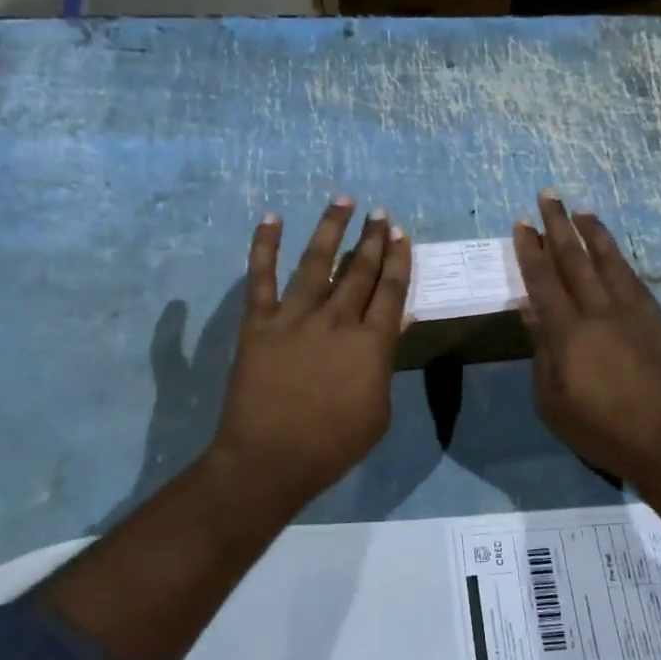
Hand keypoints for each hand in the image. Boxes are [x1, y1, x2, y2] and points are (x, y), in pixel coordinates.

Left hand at [211, 198, 411, 510]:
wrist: (271, 459)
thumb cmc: (333, 444)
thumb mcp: (379, 410)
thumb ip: (386, 364)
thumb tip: (398, 324)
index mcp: (371, 344)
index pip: (391, 291)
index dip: (398, 260)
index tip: (401, 234)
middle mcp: (337, 320)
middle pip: (360, 270)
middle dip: (373, 238)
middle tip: (380, 213)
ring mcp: (295, 316)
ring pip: (317, 261)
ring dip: (332, 228)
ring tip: (343, 200)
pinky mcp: (259, 321)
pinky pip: (261, 276)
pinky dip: (264, 245)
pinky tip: (272, 218)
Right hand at [513, 192, 660, 492]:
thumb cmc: (601, 430)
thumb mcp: (553, 401)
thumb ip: (542, 352)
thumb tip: (531, 311)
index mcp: (569, 333)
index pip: (544, 281)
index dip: (530, 251)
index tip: (522, 224)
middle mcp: (601, 312)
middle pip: (576, 260)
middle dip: (559, 226)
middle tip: (548, 195)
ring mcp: (634, 313)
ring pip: (610, 262)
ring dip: (594, 233)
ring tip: (583, 210)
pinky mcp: (658, 321)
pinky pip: (634, 280)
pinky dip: (620, 260)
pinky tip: (615, 253)